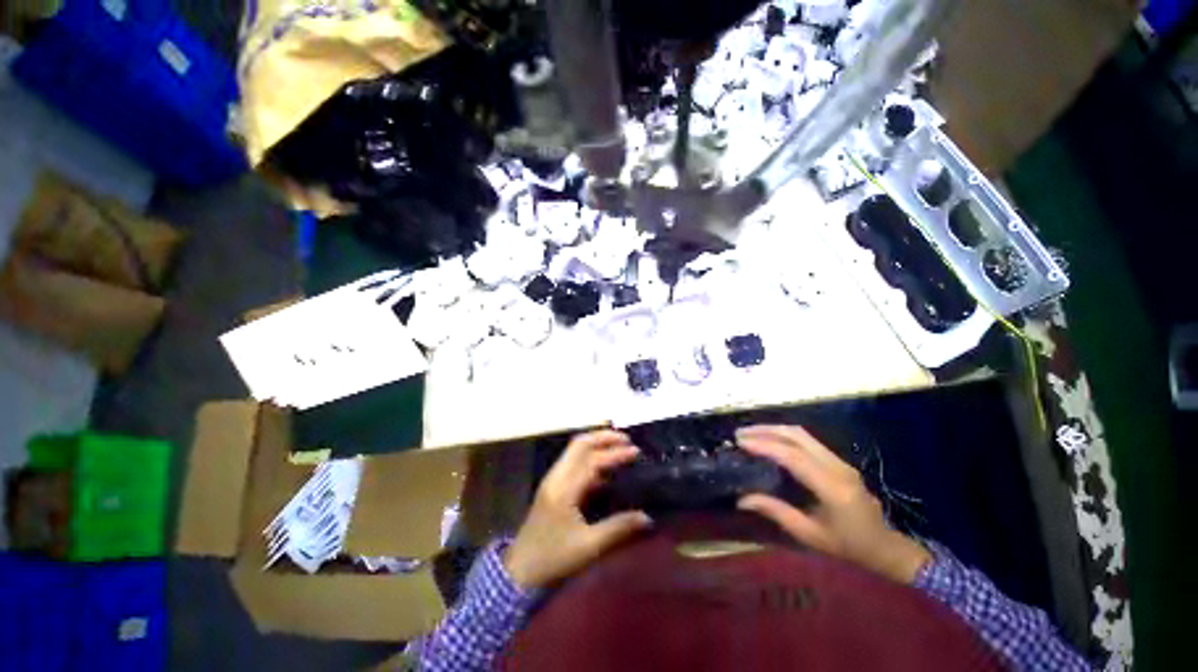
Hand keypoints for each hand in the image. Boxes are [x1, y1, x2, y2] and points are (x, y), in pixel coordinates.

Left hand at [505, 430, 652, 588]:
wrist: (519, 571)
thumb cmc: (554, 559)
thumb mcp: (589, 547)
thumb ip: (618, 528)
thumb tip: (647, 517)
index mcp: (564, 488)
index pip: (592, 460)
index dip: (615, 453)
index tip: (636, 452)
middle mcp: (557, 476)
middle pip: (580, 444)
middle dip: (604, 437)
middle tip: (627, 440)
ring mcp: (553, 479)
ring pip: (575, 450)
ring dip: (597, 444)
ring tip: (619, 447)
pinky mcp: (553, 486)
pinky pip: (573, 462)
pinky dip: (591, 457)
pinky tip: (605, 468)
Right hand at [736, 425, 930, 584]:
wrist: (885, 547)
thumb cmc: (848, 547)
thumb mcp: (810, 535)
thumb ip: (776, 512)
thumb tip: (741, 499)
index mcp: (832, 487)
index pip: (793, 456)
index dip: (764, 445)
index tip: (740, 442)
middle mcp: (837, 467)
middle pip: (797, 435)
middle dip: (765, 430)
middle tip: (740, 434)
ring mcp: (839, 461)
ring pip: (802, 433)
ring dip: (773, 429)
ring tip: (750, 434)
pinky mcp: (838, 460)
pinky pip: (806, 439)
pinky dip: (784, 435)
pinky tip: (769, 440)